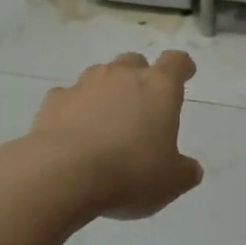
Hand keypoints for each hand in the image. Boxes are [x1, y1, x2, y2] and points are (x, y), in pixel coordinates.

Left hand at [30, 51, 203, 219]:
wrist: (64, 174)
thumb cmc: (130, 173)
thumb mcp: (170, 182)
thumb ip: (185, 171)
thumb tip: (191, 169)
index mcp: (159, 87)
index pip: (176, 62)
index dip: (182, 67)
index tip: (185, 74)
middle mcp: (122, 75)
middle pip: (135, 62)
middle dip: (140, 77)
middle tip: (141, 104)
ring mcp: (85, 84)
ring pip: (100, 75)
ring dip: (106, 91)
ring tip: (105, 119)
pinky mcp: (54, 100)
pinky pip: (69, 97)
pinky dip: (74, 109)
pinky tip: (73, 132)